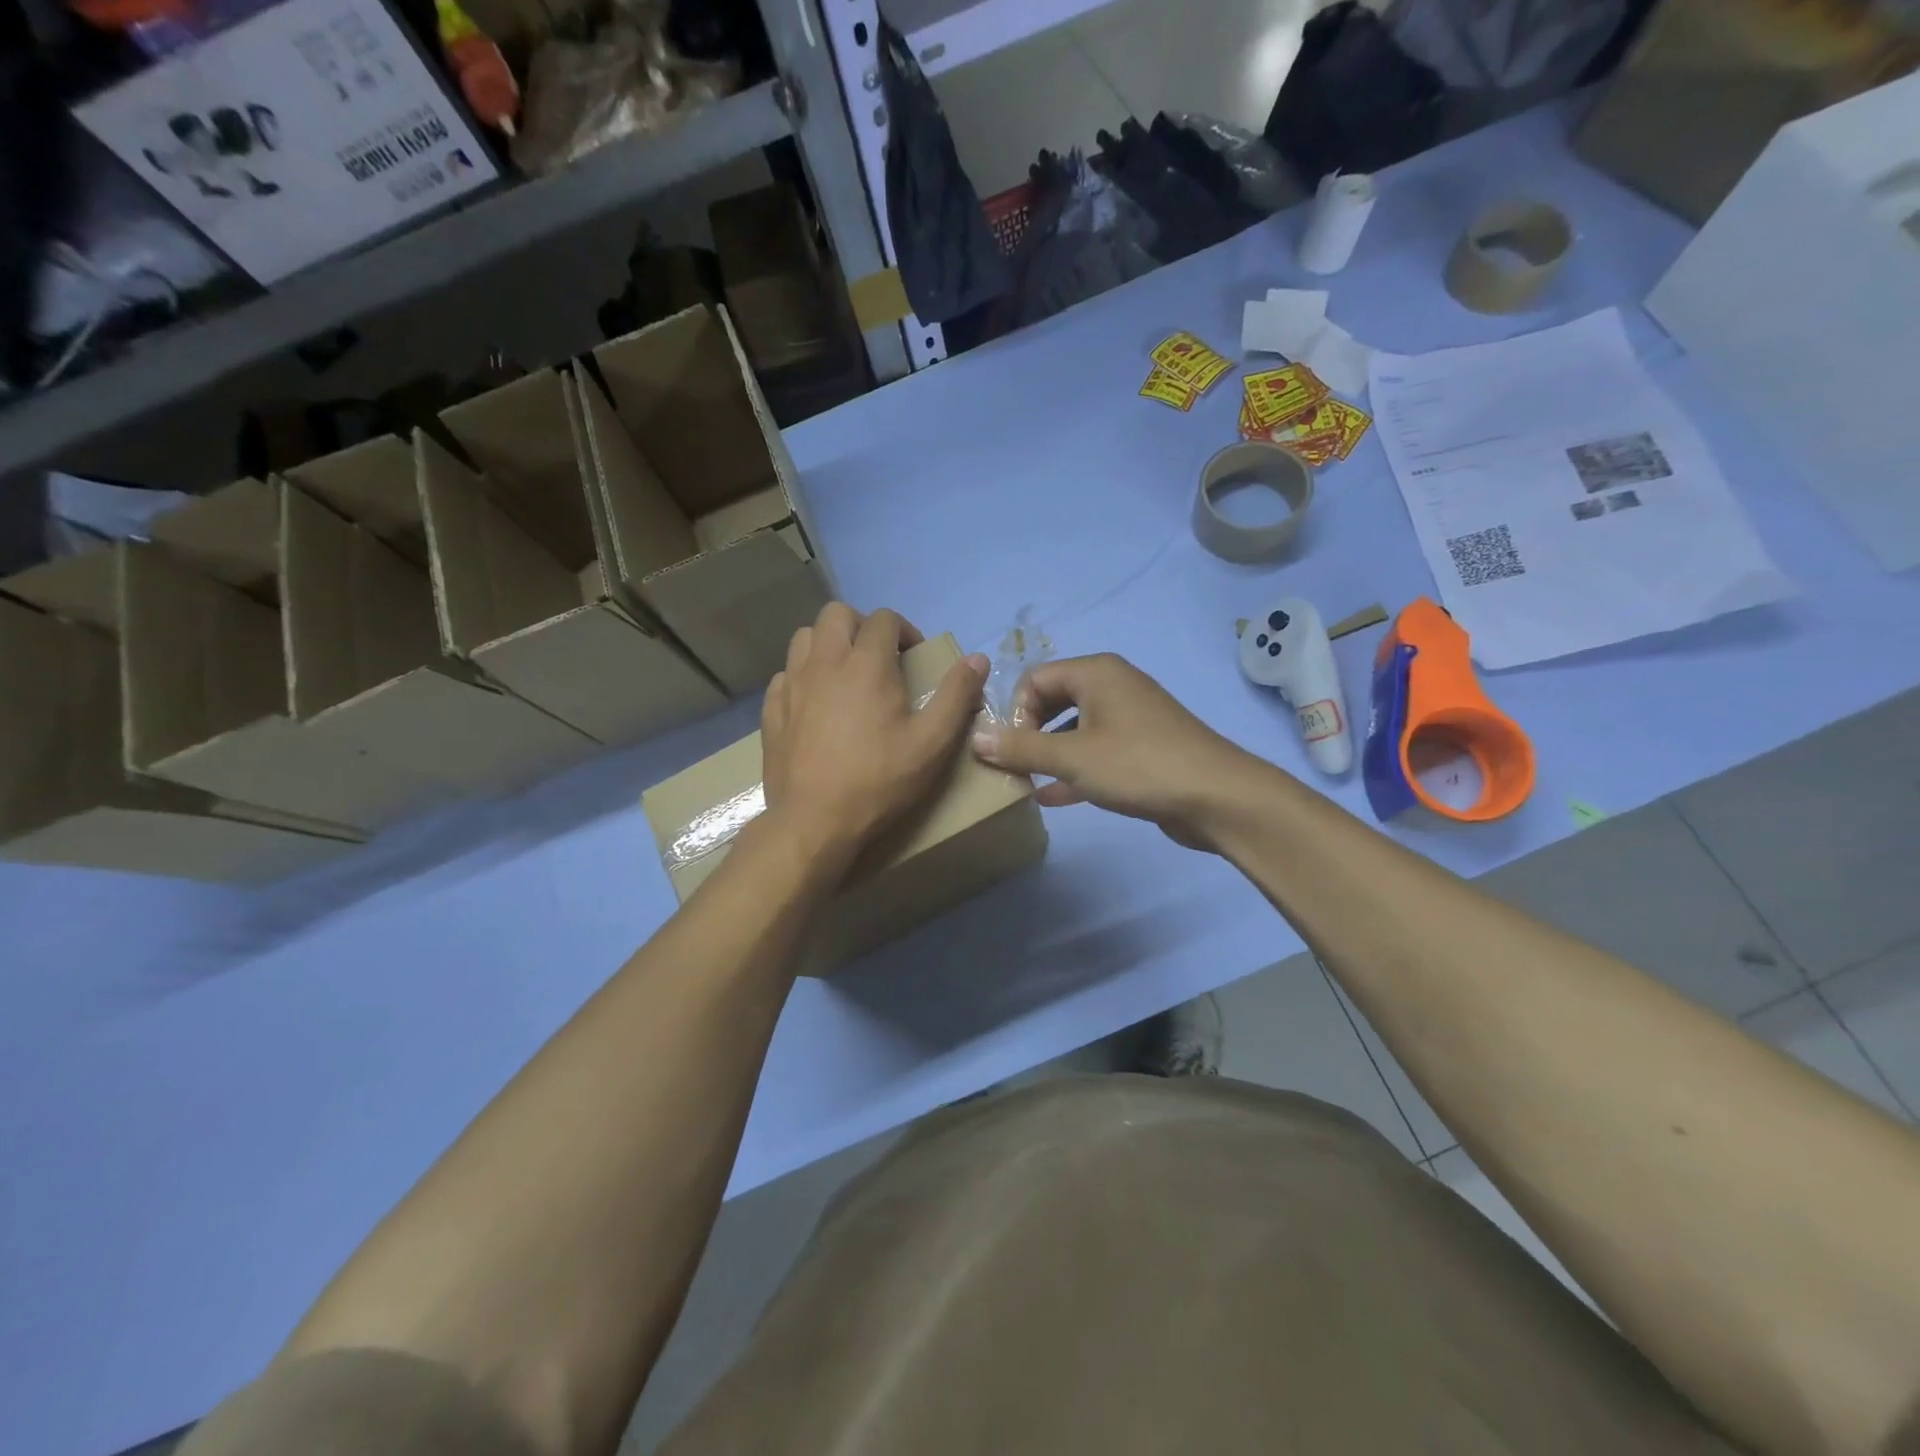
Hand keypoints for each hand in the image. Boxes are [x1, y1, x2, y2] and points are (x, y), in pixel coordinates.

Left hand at [761, 603, 988, 871]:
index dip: (904, 630)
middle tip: (879, 658)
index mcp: (866, 663)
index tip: (914, 658)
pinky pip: (786, 673)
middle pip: (837, 613)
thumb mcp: (932, 742)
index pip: (884, 619)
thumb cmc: (879, 780)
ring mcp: (792, 683)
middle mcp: (824, 661)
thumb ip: (957, 696)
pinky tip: (817, 703)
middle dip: (861, 626)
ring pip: (805, 637)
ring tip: (846, 675)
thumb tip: (978, 658)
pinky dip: (804, 675)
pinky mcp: (772, 709)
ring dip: (829, 643)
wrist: (814, 821)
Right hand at [970, 653, 1258, 849]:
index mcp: (1096, 673)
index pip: (1034, 679)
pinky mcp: (1143, 749)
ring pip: (1075, 729)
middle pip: (1053, 700)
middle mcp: (1113, 686)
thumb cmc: (1138, 765)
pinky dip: (1074, 769)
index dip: (1015, 713)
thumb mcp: (1072, 757)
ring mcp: (1131, 718)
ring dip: (1049, 753)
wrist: (1217, 797)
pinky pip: (1096, 752)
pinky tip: (1051, 797)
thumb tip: (975, 736)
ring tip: (1026, 782)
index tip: (1012, 750)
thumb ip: (1021, 747)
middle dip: (1029, 732)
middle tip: (1016, 765)